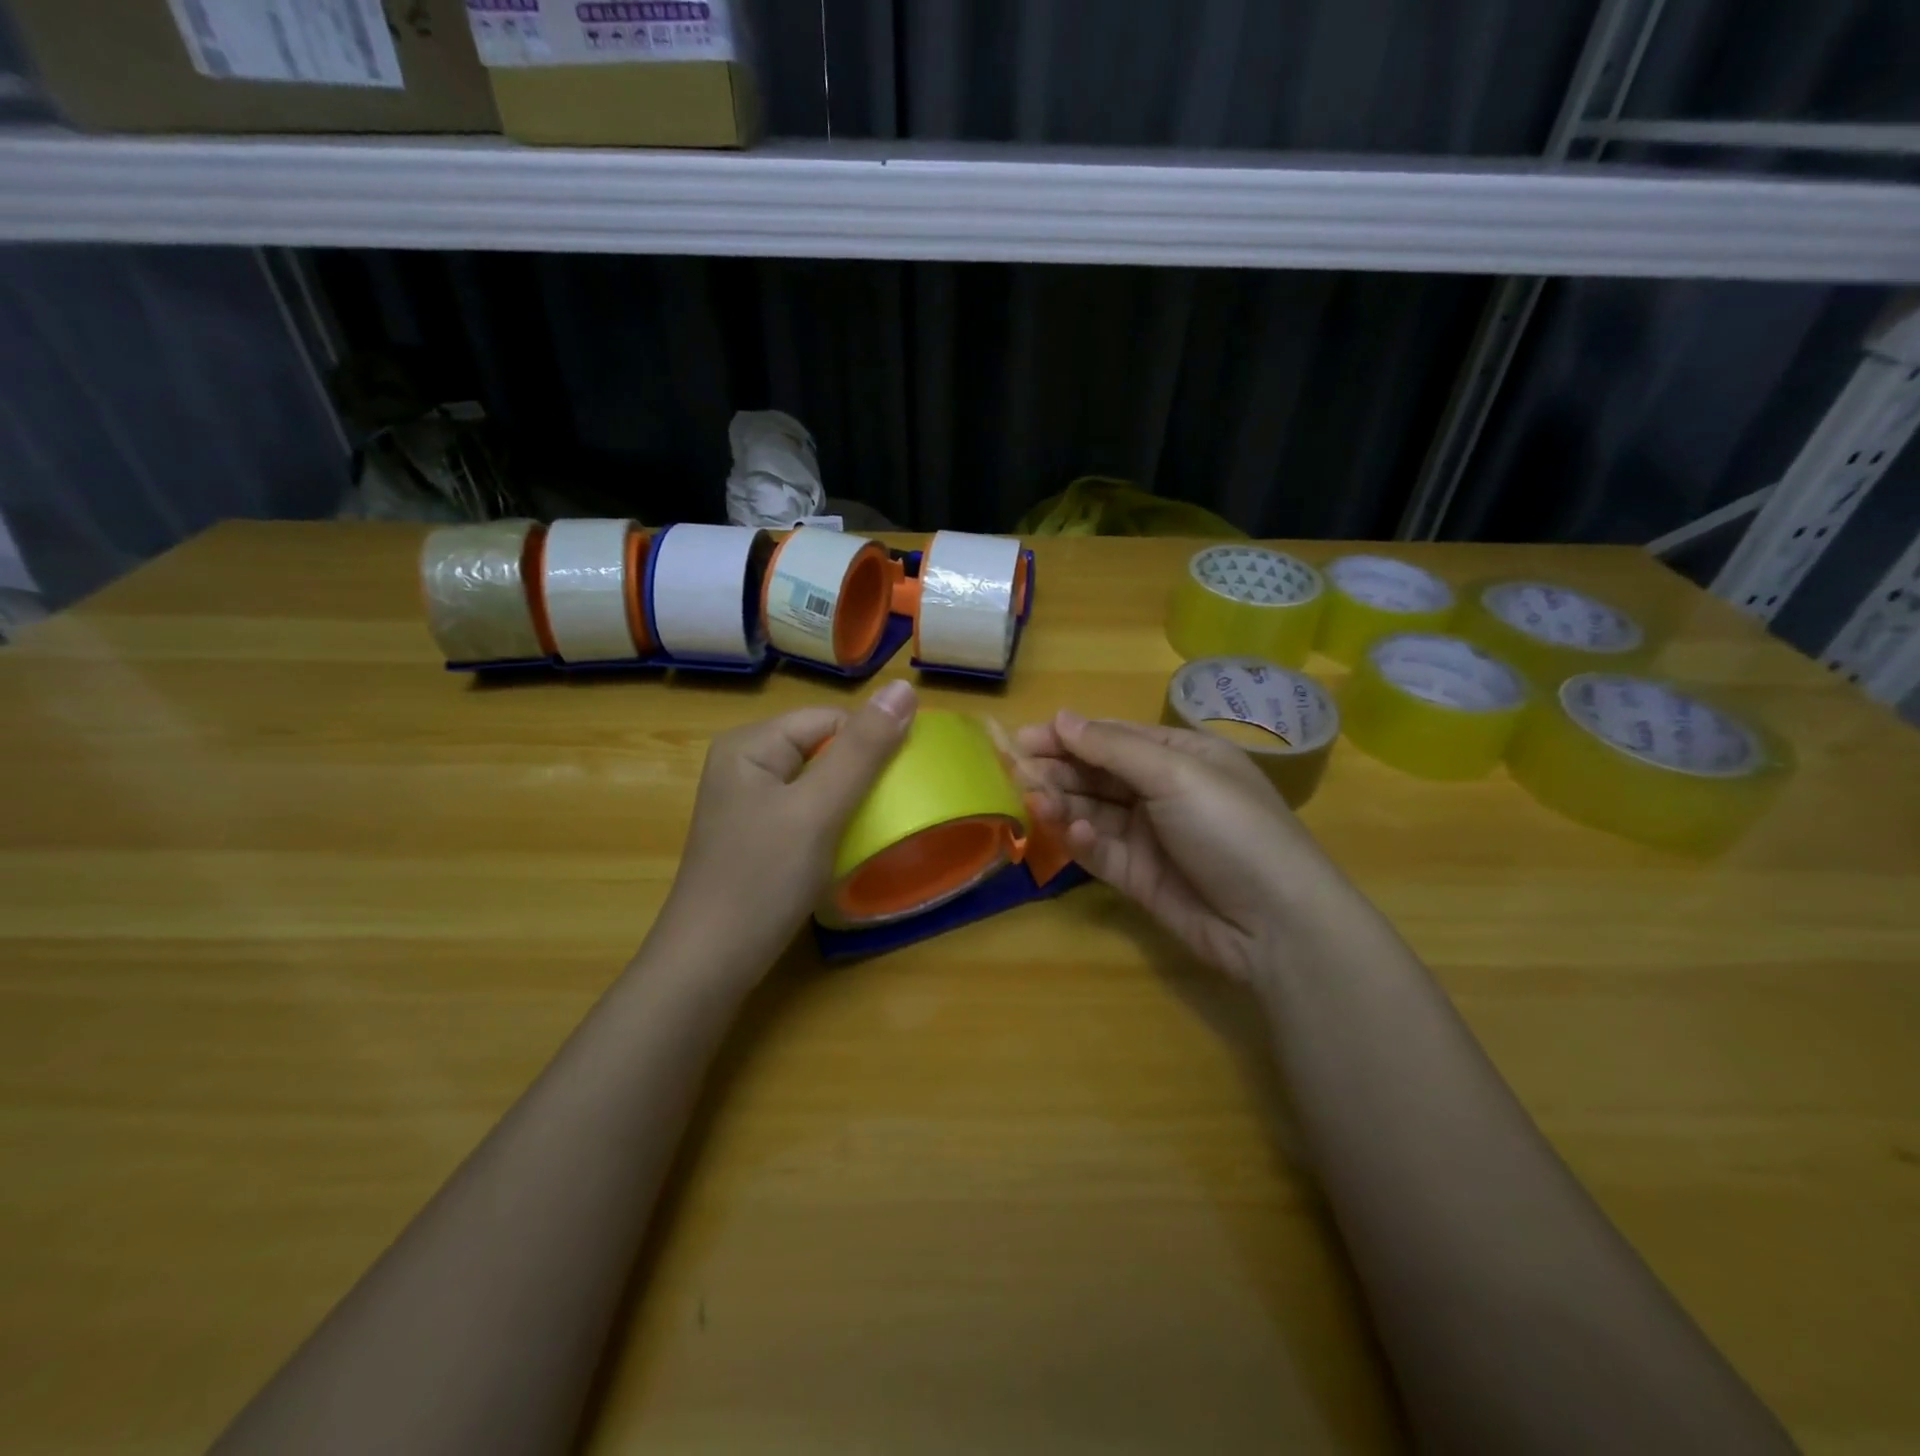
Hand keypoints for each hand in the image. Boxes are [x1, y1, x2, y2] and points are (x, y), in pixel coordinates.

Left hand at [652, 680, 917, 978]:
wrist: (709, 966)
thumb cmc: (762, 880)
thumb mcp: (817, 810)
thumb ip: (862, 750)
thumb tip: (904, 687)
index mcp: (750, 744)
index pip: (829, 719)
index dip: (870, 744)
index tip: (902, 782)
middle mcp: (744, 763)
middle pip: (823, 747)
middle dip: (861, 773)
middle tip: (891, 809)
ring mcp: (747, 802)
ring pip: (818, 782)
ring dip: (851, 799)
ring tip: (876, 828)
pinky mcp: (755, 834)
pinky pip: (806, 810)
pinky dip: (833, 822)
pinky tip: (846, 847)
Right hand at [1012, 710, 1344, 982]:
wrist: (1275, 924)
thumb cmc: (1231, 828)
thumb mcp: (1177, 774)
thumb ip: (1113, 749)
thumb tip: (1061, 717)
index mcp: (1181, 755)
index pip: (1113, 738)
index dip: (1068, 736)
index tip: (1023, 739)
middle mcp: (1163, 791)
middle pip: (1097, 774)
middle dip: (1058, 770)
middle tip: (1016, 772)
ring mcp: (1150, 836)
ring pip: (1092, 812)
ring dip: (1063, 804)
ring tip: (1035, 801)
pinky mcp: (1139, 877)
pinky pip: (1100, 852)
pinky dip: (1084, 842)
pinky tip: (1075, 834)